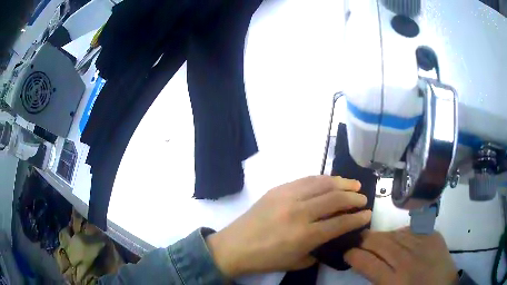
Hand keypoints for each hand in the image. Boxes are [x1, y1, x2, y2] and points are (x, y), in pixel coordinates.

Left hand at [206, 176, 371, 277]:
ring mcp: (287, 197)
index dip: (357, 218)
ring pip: (322, 184)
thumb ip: (317, 252)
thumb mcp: (296, 262)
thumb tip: (328, 239)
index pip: (340, 223)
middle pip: (335, 199)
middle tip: (363, 199)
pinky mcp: (278, 189)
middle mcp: (299, 213)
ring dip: (341, 183)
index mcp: (305, 235)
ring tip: (353, 184)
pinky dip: (322, 179)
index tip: (367, 214)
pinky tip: (330, 181)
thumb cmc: (265, 259)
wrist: (234, 246)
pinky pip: (305, 180)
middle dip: (353, 198)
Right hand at [344, 228, 457, 284]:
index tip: (347, 254)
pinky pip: (411, 229)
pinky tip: (398, 239)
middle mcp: (407, 260)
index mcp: (394, 281)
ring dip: (381, 237)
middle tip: (358, 242)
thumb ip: (376, 280)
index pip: (366, 262)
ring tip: (376, 241)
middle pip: (379, 242)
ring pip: (394, 233)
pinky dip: (400, 234)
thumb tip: (364, 264)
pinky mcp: (433, 235)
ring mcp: (422, 244)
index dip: (352, 255)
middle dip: (363, 240)